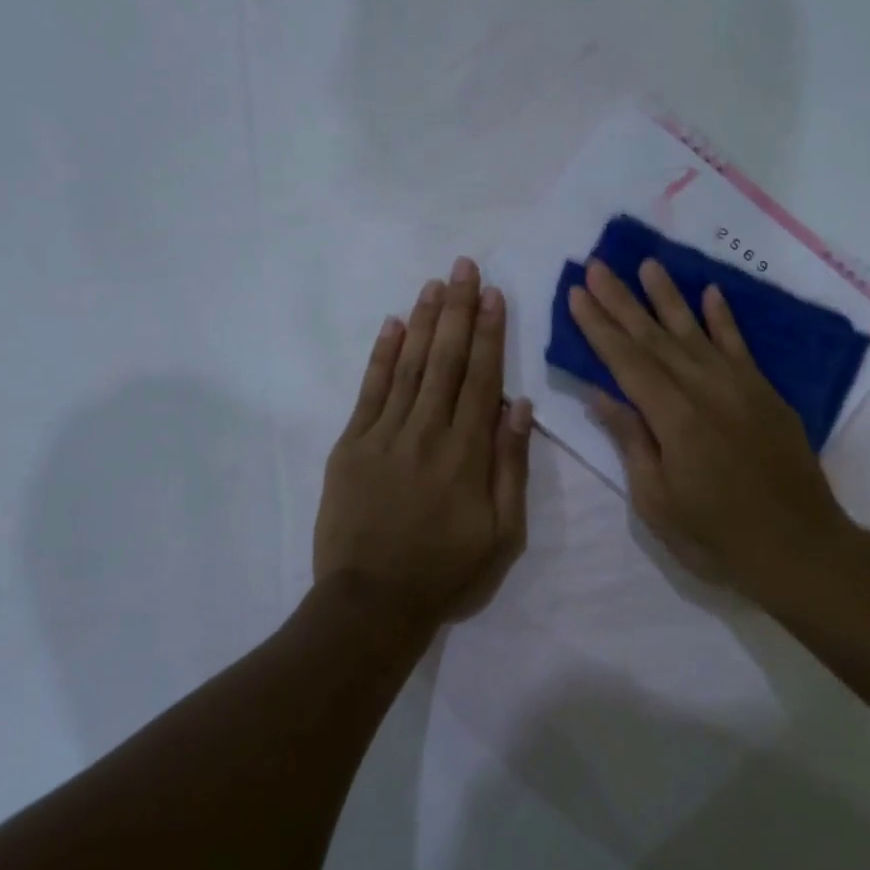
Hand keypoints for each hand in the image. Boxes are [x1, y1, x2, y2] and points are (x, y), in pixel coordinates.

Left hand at [314, 257, 533, 630]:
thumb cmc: (446, 572)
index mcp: (467, 453)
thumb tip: (518, 406)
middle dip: (458, 310)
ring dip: (424, 322)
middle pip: (446, 360)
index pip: (482, 378)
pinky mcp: (351, 446)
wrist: (372, 603)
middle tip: (465, 266)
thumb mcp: (503, 533)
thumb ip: (511, 466)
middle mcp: (427, 432)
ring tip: (435, 284)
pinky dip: (382, 356)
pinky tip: (393, 326)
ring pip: (409, 366)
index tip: (494, 294)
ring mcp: (384, 435)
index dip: (490, 333)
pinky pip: (369, 391)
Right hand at [567, 258, 850, 607]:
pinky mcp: (765, 394)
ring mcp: (740, 388)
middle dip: (622, 301)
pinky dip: (724, 319)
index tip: (577, 294)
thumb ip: (632, 441)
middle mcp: (705, 390)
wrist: (800, 548)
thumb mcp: (658, 501)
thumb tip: (602, 394)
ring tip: (647, 264)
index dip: (599, 327)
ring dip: (668, 297)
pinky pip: (740, 346)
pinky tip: (710, 293)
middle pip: (655, 338)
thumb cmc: (717, 536)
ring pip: (695, 332)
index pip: (626, 361)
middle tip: (597, 266)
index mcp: (674, 418)